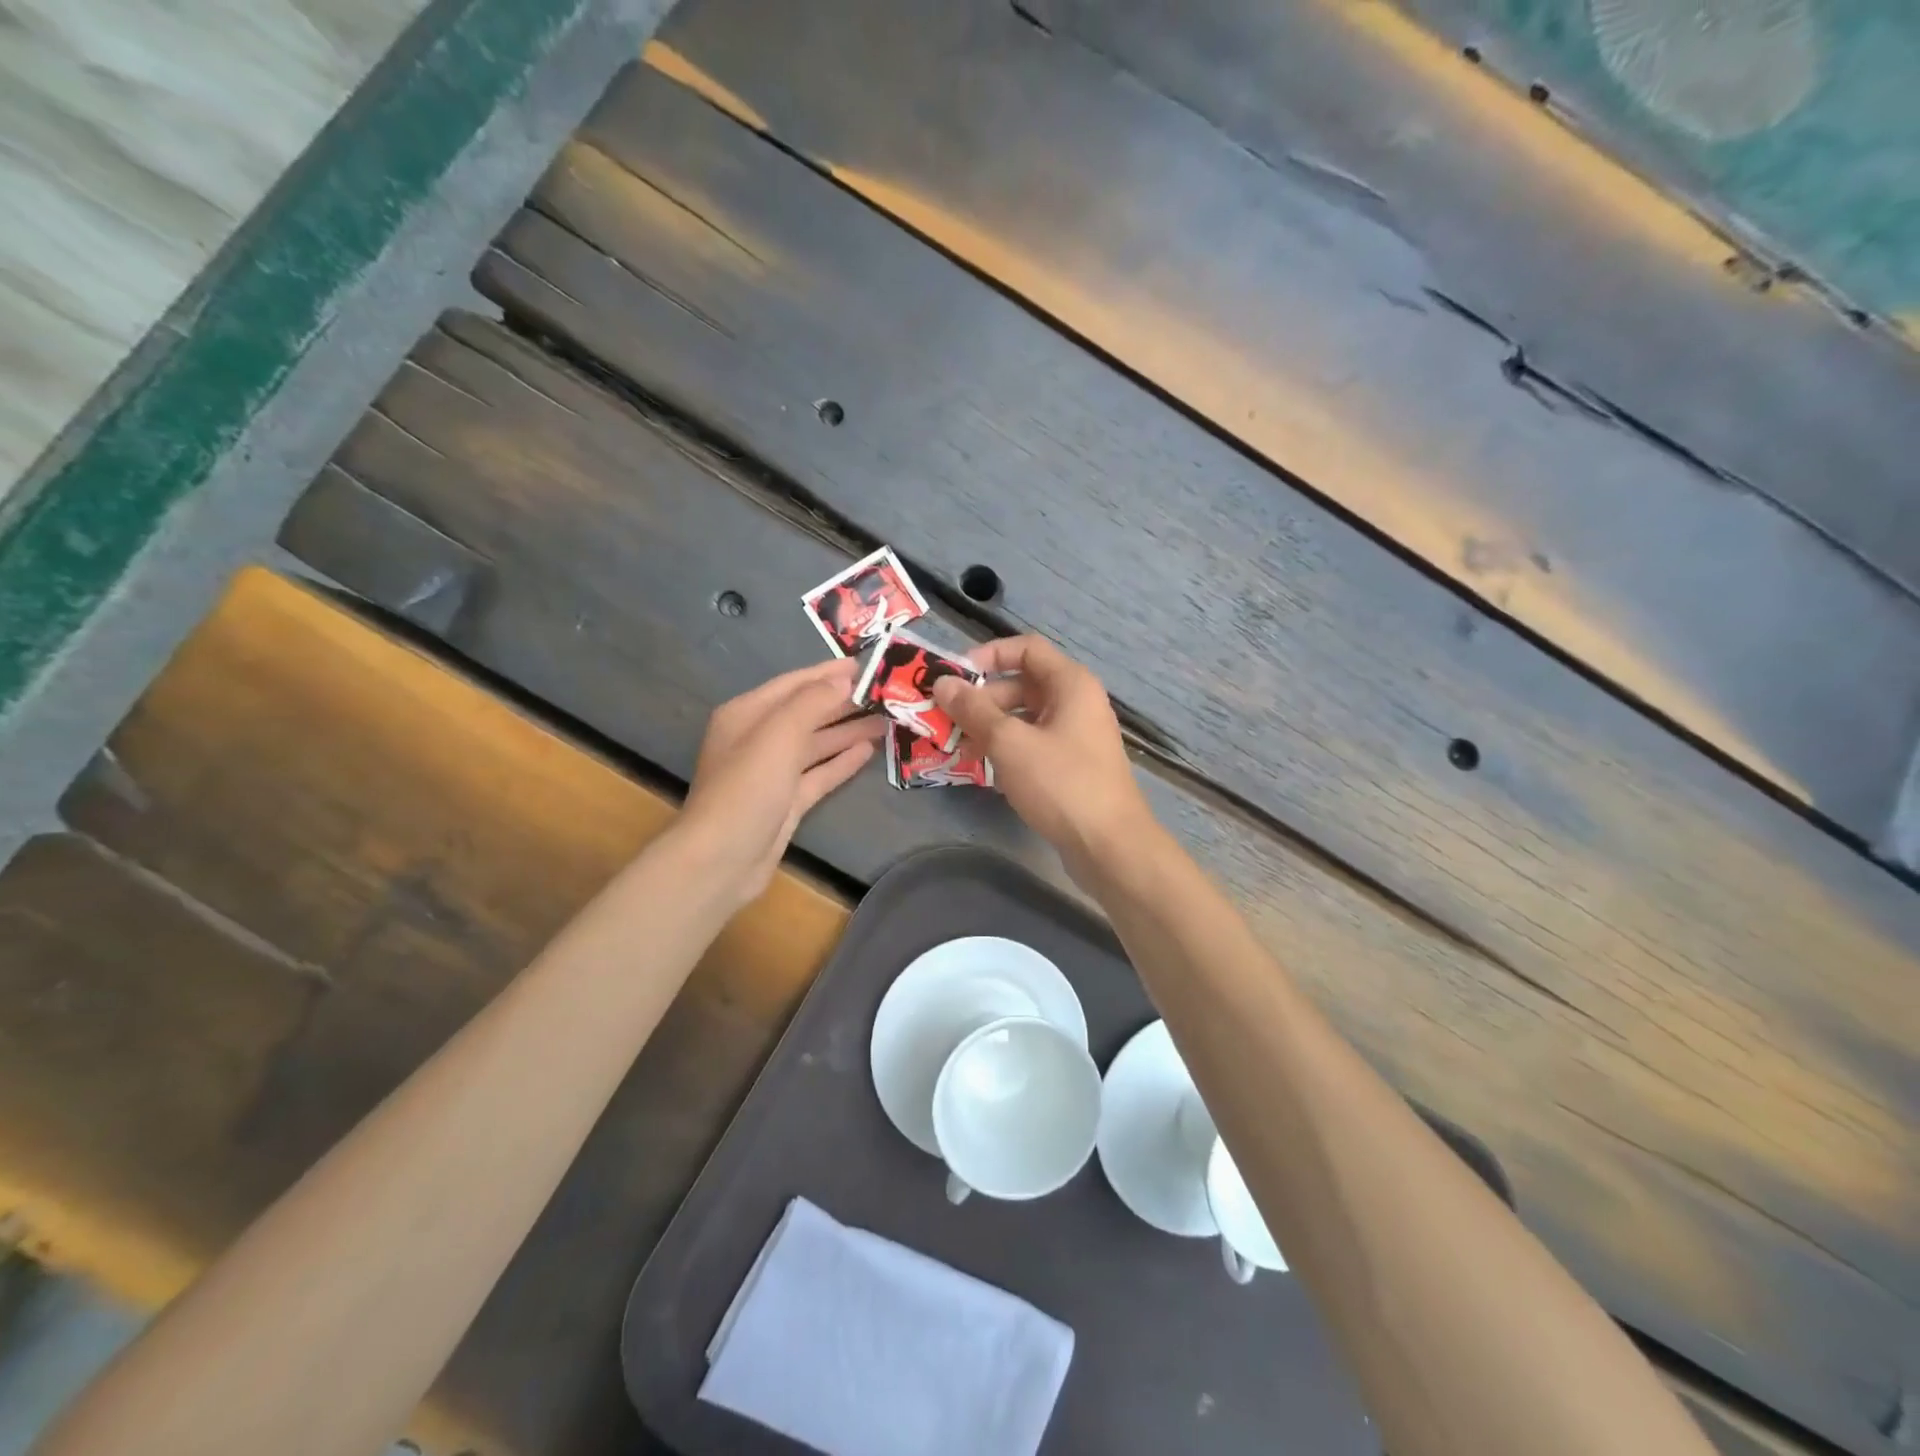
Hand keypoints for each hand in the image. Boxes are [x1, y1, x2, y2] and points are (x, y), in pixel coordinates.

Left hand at [678, 659, 885, 906]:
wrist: (722, 860)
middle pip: (808, 712)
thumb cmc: (747, 789)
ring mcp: (773, 772)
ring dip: (848, 731)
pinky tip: (868, 751)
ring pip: (817, 743)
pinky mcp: (787, 801)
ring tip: (886, 720)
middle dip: (844, 702)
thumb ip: (812, 702)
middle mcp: (759, 738)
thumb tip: (843, 679)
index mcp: (747, 714)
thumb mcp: (778, 735)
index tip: (867, 665)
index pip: (794, 684)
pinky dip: (842, 761)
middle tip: (886, 693)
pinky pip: (819, 773)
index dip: (829, 673)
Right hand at [933, 636, 1154, 877]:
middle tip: (947, 721)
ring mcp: (1077, 736)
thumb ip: (973, 710)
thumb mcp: (1009, 743)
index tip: (955, 679)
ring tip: (958, 748)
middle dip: (983, 700)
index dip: (988, 656)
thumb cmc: (1061, 783)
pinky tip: (984, 771)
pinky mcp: (1073, 766)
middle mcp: (1077, 702)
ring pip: (1025, 718)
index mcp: (1071, 683)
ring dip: (990, 728)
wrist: (1109, 846)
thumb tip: (942, 683)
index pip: (1026, 648)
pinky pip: (1034, 745)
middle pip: (1022, 684)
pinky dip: (1008, 751)